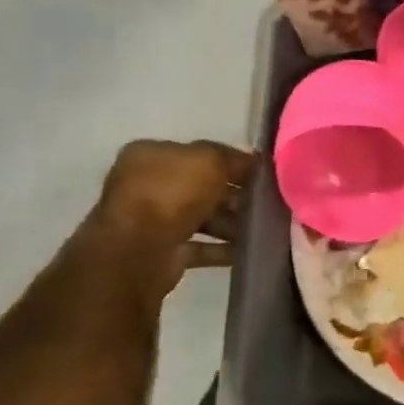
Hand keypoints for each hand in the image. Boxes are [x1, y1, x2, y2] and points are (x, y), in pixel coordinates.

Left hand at [89, 139, 258, 292]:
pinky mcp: (160, 251)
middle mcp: (146, 184)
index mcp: (151, 155)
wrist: (138, 251)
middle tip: (265, 203)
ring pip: (200, 216)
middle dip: (233, 195)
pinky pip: (198, 246)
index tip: (261, 174)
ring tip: (261, 229)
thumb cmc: (172, 194)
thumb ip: (234, 159)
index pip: (199, 153)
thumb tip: (255, 164)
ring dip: (230, 223)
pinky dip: (221, 248)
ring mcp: (150, 220)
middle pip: (201, 186)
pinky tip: (247, 250)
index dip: (231, 161)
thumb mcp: (210, 161)